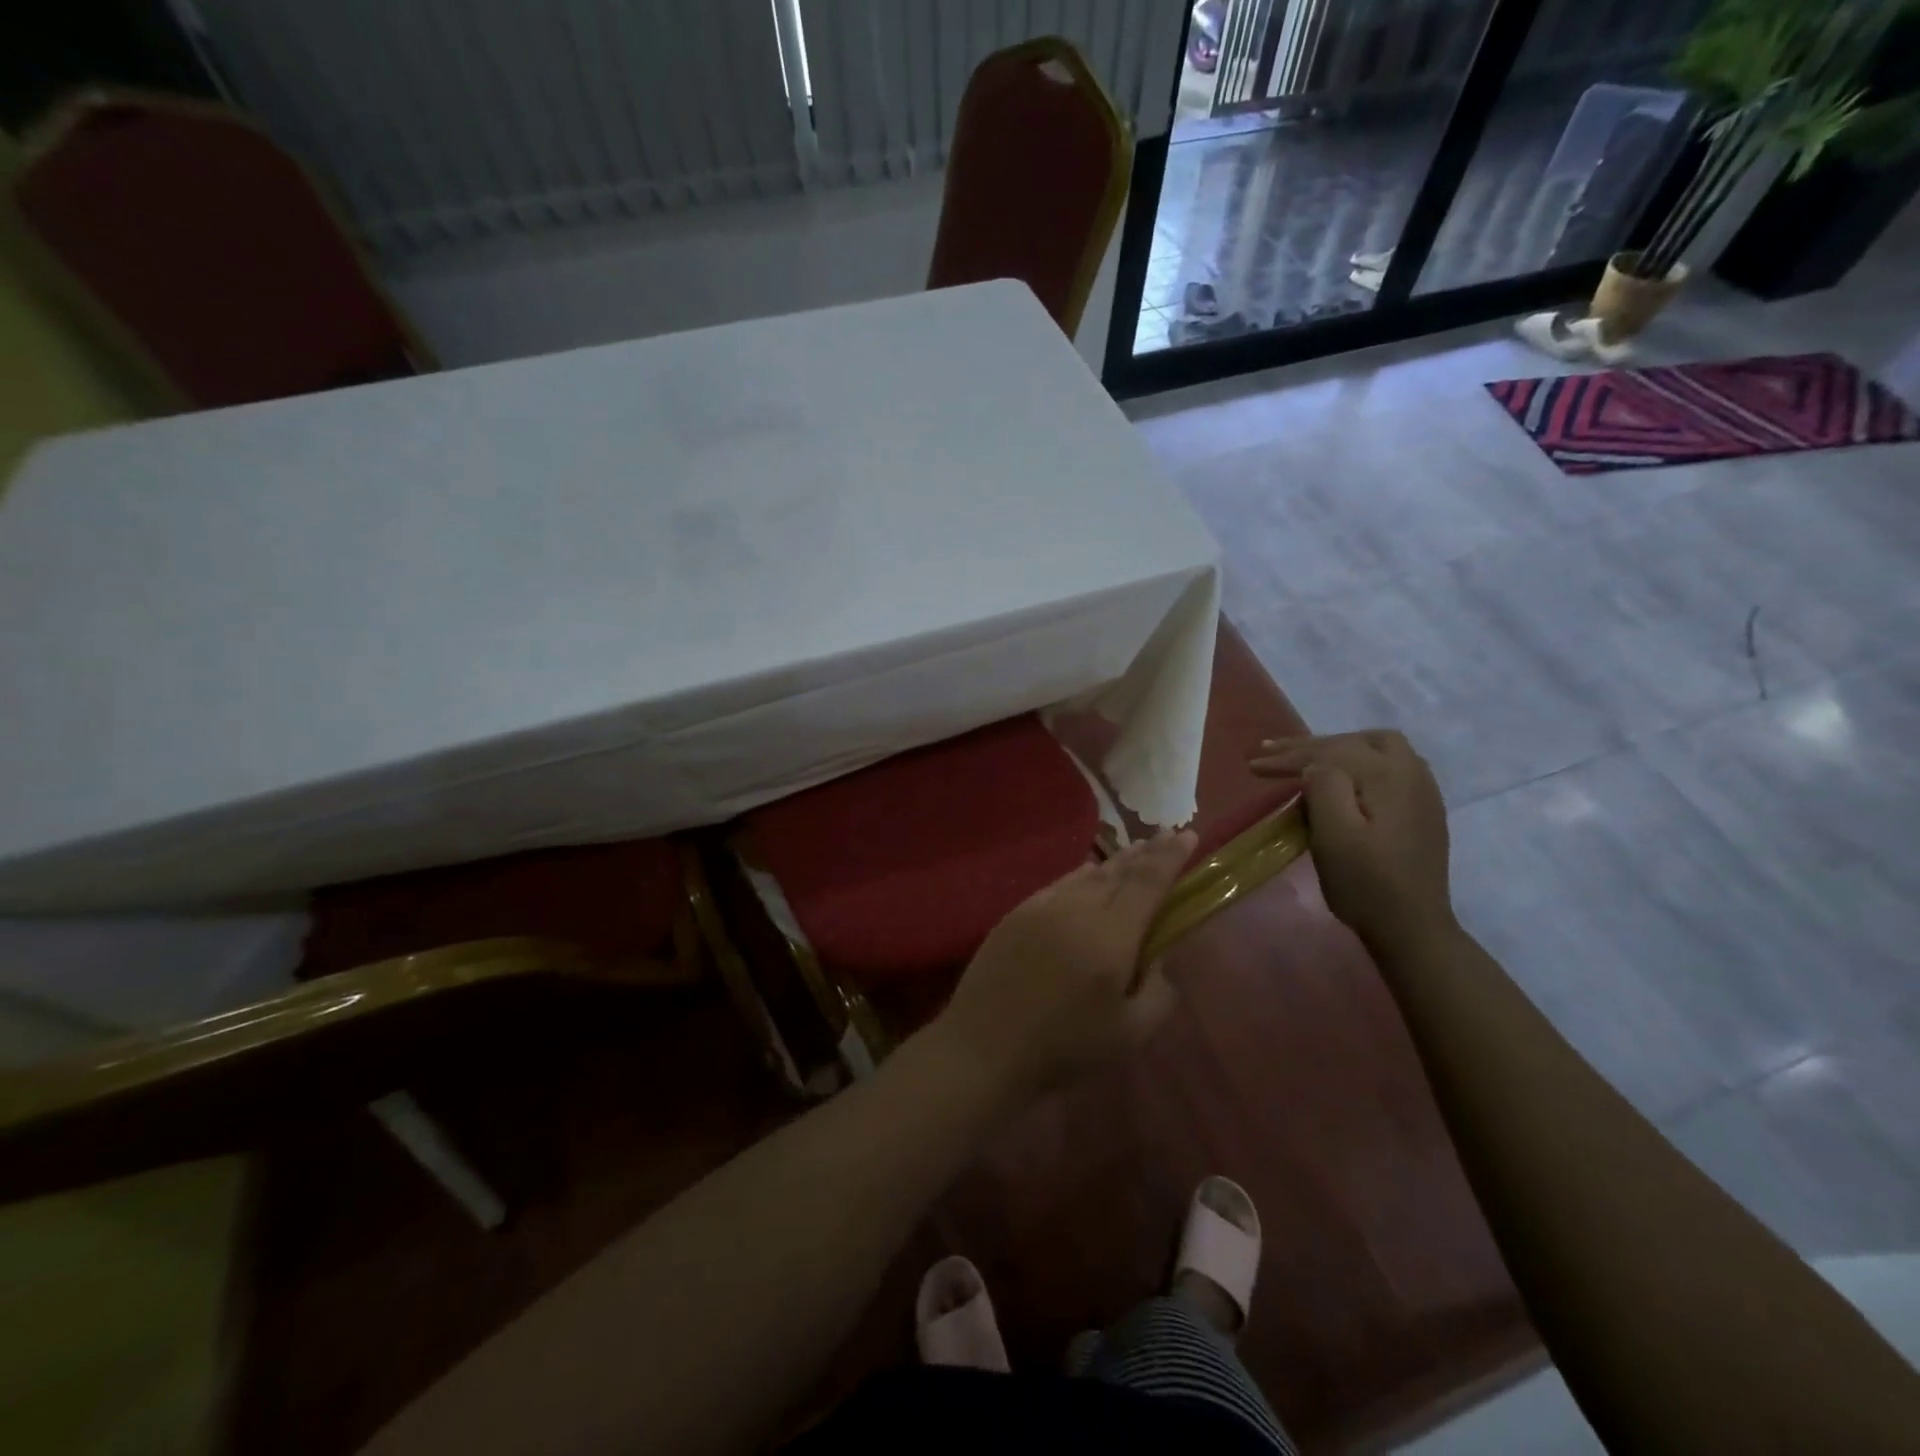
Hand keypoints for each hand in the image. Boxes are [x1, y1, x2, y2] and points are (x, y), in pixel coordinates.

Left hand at [936, 830, 1195, 1100]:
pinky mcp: (1017, 914)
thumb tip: (1159, 961)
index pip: (1148, 882)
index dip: (1170, 857)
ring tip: (1134, 853)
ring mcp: (1042, 907)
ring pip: (1087, 875)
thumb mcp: (1129, 1034)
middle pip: (1119, 871)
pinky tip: (1087, 876)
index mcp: (1111, 935)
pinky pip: (1060, 885)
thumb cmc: (1064, 1046)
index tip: (1188, 835)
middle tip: (1166, 836)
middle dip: (1147, 853)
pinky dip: (1081, 876)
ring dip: (1115, 862)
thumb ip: (1158, 994)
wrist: (985, 1044)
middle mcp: (1078, 908)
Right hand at [1251, 731, 1456, 955]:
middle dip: (1309, 746)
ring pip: (1375, 747)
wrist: (1412, 927)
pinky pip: (1388, 764)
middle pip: (1354, 742)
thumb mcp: (1335, 836)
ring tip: (1303, 757)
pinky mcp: (1421, 807)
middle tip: (1271, 753)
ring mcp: (1422, 789)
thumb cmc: (1365, 883)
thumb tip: (1315, 766)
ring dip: (1335, 747)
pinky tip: (1341, 775)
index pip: (1329, 753)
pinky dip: (1356, 760)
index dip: (1288, 757)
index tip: (1253, 764)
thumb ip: (1324, 788)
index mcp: (1388, 776)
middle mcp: (1411, 772)